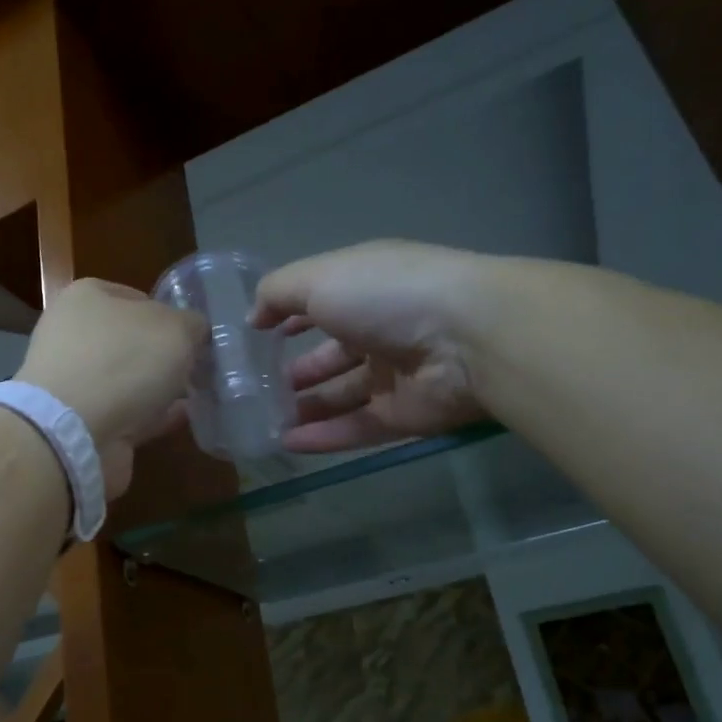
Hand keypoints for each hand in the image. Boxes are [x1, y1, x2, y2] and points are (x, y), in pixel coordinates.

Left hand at [17, 278, 203, 496]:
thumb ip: (192, 325)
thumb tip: (195, 331)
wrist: (74, 432)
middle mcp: (73, 335)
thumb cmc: (124, 362)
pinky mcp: (81, 421)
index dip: (169, 313)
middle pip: (131, 340)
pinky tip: (184, 417)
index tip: (194, 335)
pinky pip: (128, 412)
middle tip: (200, 365)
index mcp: (86, 297)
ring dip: (159, 386)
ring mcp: (74, 381)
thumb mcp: (176, 329)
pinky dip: (154, 415)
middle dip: (164, 354)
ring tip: (199, 392)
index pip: (136, 296)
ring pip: (128, 379)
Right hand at [251, 240, 496, 453]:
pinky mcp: (405, 416)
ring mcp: (395, 375)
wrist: (467, 340)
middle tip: (256, 390)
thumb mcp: (320, 278)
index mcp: (367, 288)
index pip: (322, 304)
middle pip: (332, 355)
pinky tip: (286, 443)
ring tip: (262, 421)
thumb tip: (253, 316)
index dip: (290, 317)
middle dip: (296, 371)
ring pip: (341, 396)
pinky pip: (356, 427)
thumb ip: (278, 293)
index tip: (257, 336)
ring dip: (304, 407)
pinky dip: (322, 436)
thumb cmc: (387, 295)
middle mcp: (383, 329)